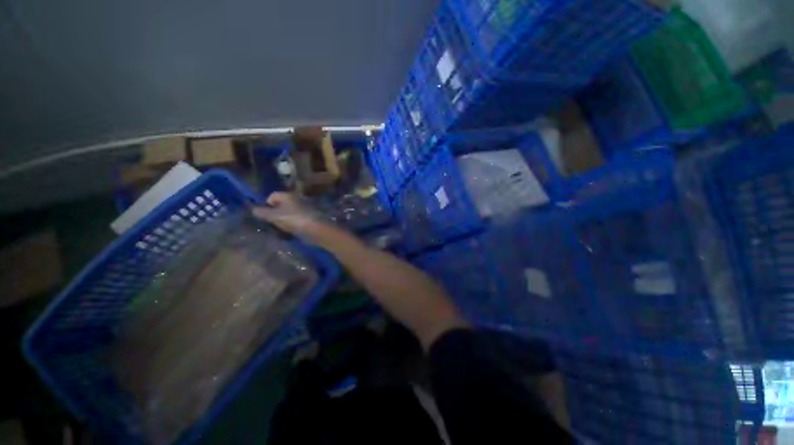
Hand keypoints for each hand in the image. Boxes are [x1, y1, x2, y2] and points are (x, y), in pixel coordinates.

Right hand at [252, 192, 324, 237]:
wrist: (316, 229)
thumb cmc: (293, 219)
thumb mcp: (274, 216)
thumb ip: (262, 212)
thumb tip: (253, 209)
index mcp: (287, 195)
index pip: (273, 195)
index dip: (267, 204)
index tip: (265, 215)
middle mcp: (297, 199)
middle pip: (282, 204)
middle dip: (275, 212)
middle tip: (272, 223)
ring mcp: (305, 208)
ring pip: (290, 212)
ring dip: (285, 219)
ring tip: (282, 228)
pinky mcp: (310, 217)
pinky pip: (297, 219)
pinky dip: (293, 223)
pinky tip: (292, 231)